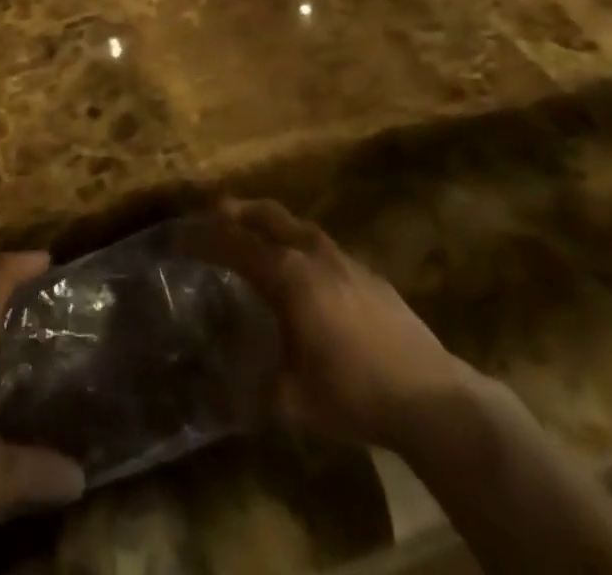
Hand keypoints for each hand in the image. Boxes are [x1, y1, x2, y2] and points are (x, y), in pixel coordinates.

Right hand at [206, 199, 469, 448]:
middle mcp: (312, 254)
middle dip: (238, 211)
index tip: (179, 237)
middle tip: (215, 214)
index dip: (203, 239)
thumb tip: (222, 383)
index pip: (234, 244)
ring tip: (257, 235)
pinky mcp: (369, 273)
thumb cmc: (354, 393)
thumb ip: (253, 384)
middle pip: (267, 216)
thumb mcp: (292, 400)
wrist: (431, 397)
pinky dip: (301, 245)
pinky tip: (306, 272)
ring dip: (271, 224)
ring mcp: (344, 259)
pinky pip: (323, 247)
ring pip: (298, 226)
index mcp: (287, 276)